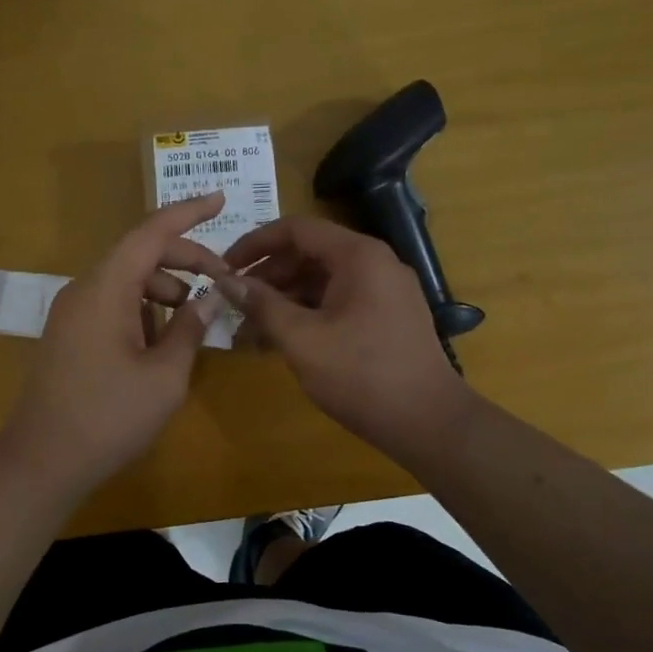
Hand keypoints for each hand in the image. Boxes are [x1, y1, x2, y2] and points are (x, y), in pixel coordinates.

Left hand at [0, 192, 230, 497]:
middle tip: (222, 280)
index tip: (220, 199)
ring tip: (193, 321)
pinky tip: (162, 342)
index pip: (150, 233)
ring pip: (126, 280)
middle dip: (184, 260)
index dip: (187, 213)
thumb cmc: (109, 418)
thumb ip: (190, 328)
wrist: (42, 462)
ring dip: (165, 289)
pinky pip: (112, 303)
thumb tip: (212, 298)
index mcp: (106, 289)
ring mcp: (72, 312)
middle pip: (139, 254)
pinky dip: (143, 309)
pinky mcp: (69, 334)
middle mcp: (84, 289)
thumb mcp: (164, 376)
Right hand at [219, 216, 474, 457]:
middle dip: (268, 277)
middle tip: (234, 304)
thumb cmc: (361, 375)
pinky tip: (282, 341)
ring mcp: (385, 290)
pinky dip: (308, 314)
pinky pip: (339, 301)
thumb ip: (262, 305)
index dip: (255, 244)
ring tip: (250, 331)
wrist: (429, 422)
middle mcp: (375, 263)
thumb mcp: (302, 340)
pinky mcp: (388, 316)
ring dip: (284, 299)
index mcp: (358, 256)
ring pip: (322, 280)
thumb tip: (225, 281)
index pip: (296, 229)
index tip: (224, 268)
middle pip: (309, 253)